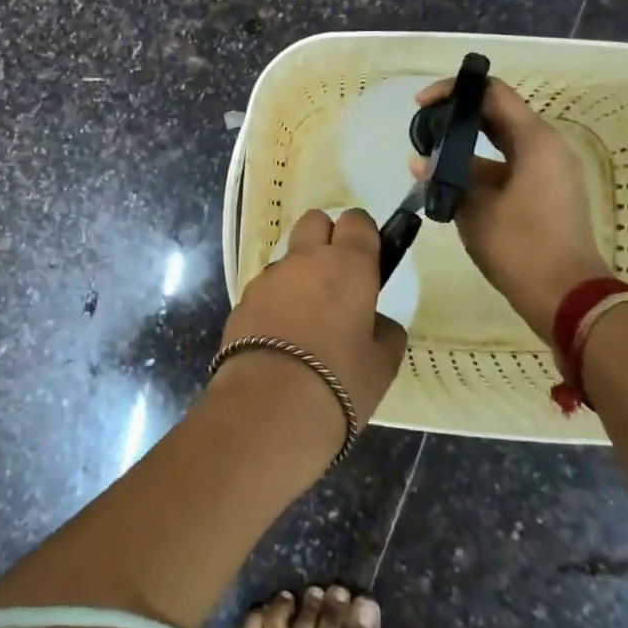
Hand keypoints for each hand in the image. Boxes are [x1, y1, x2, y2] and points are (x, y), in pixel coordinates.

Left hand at [216, 208, 407, 449]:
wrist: (269, 406)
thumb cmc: (340, 379)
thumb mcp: (383, 362)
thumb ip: (384, 331)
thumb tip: (373, 322)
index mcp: (348, 264)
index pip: (357, 221)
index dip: (363, 235)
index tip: (369, 259)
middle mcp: (306, 259)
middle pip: (315, 221)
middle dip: (326, 237)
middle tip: (337, 277)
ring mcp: (269, 277)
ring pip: (288, 257)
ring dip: (299, 273)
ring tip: (306, 318)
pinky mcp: (242, 300)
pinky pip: (266, 288)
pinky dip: (276, 301)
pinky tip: (280, 337)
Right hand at [413, 77, 609, 343]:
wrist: (567, 296)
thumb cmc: (520, 246)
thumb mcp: (473, 208)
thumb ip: (445, 177)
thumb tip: (421, 162)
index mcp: (534, 140)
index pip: (492, 93)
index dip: (454, 90)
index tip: (421, 104)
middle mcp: (546, 147)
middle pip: (497, 115)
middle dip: (457, 119)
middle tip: (421, 130)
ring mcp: (549, 171)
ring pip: (501, 144)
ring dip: (466, 148)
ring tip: (428, 161)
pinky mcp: (546, 193)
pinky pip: (509, 167)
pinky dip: (481, 169)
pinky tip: (449, 186)